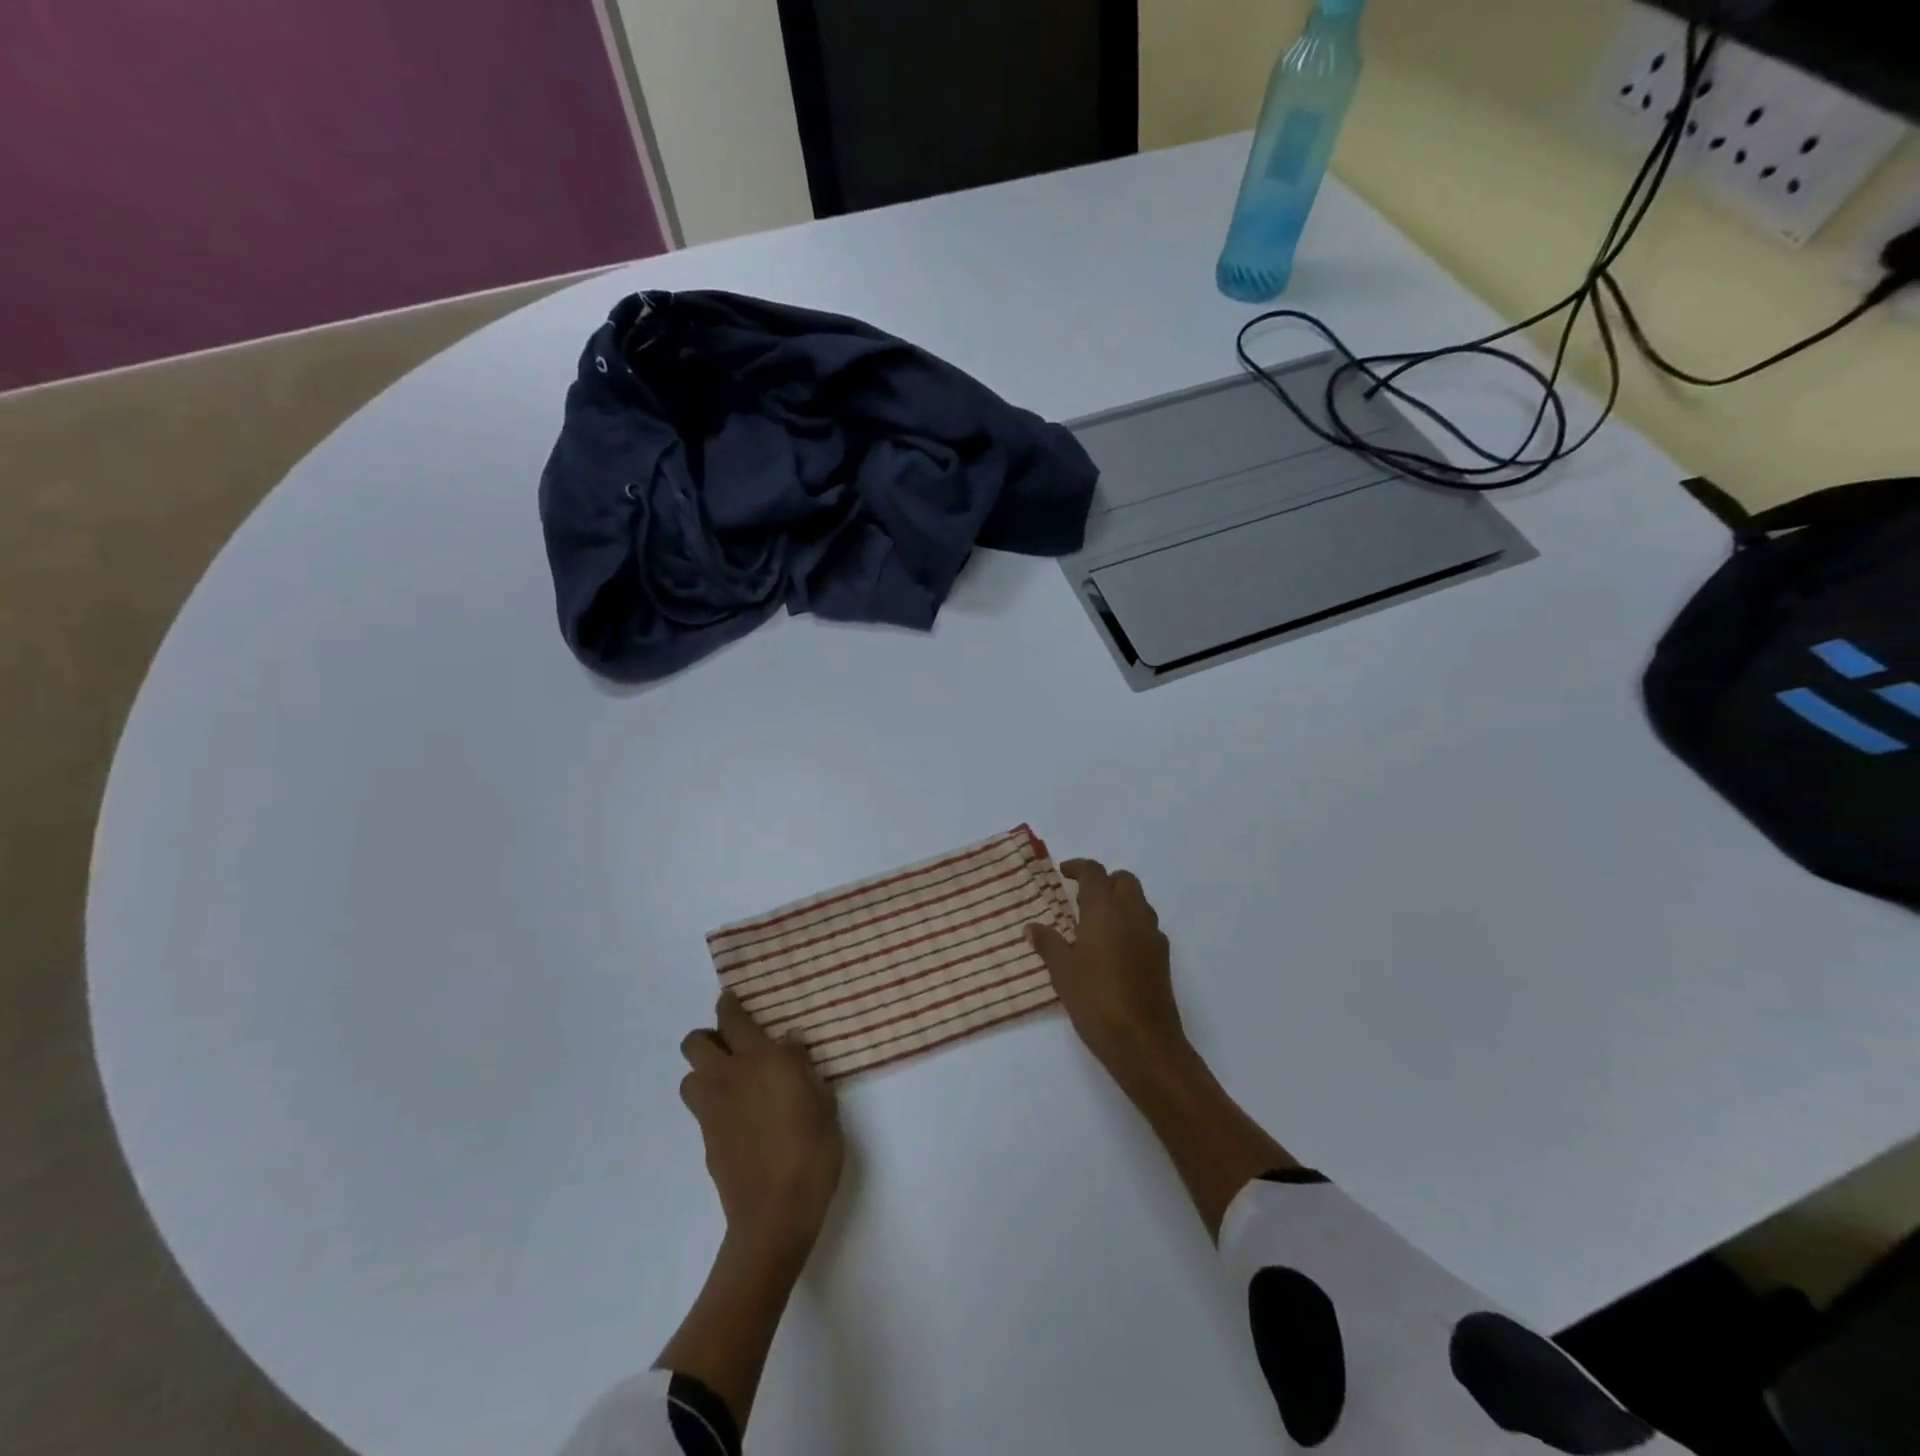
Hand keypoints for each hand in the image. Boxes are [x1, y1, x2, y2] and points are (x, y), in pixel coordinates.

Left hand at [679, 993, 843, 1260]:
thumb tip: (789, 1043)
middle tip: (733, 1045)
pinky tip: (739, 1117)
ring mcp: (712, 1110)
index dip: (729, 1004)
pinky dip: (713, 1103)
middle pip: (694, 1042)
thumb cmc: (812, 1150)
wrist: (776, 1214)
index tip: (733, 999)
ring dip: (704, 1072)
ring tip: (732, 1082)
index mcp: (760, 1059)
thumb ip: (803, 1067)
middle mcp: (728, 1077)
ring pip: (690, 1076)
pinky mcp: (706, 1140)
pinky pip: (701, 1108)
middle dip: (709, 1036)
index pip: (733, 1018)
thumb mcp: (824, 1100)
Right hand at [1028, 860, 1191, 1081]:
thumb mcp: (1062, 971)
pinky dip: (1131, 925)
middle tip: (1081, 898)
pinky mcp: (1162, 959)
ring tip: (1095, 924)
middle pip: (1124, 881)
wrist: (1143, 1042)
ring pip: (1139, 903)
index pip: (1095, 873)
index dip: (1078, 867)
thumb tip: (1032, 927)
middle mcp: (1134, 916)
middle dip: (1104, 882)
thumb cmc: (1096, 1000)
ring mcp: (1153, 937)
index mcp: (1106, 911)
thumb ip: (1048, 943)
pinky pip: (1146, 927)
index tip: (1063, 873)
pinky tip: (1114, 950)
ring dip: (1120, 902)